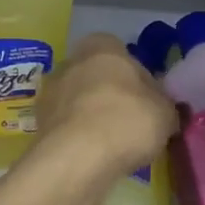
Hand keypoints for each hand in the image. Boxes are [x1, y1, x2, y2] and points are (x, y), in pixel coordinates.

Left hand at [37, 34, 177, 180]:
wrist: (78, 157)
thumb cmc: (127, 120)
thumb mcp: (165, 112)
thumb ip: (165, 105)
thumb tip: (164, 108)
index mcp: (101, 46)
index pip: (122, 53)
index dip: (137, 76)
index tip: (148, 101)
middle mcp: (71, 61)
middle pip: (97, 76)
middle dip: (112, 95)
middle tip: (132, 123)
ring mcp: (50, 91)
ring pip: (79, 101)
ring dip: (93, 117)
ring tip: (114, 145)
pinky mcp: (39, 122)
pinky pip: (67, 125)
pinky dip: (79, 136)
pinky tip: (94, 156)